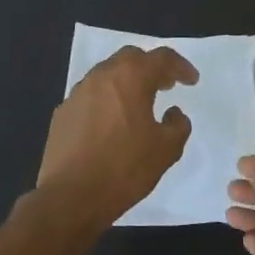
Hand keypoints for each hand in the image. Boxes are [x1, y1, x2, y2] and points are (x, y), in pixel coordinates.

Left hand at [38, 46, 197, 226]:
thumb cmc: (125, 168)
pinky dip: (107, 100)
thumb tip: (173, 113)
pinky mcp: (62, 113)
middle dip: (151, 67)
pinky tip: (112, 123)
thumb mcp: (167, 149)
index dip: (180, 66)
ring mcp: (77, 94)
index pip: (161, 58)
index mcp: (130, 78)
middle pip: (130, 58)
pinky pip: (91, 96)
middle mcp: (101, 77)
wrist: (71, 196)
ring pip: (107, 75)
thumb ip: (178, 124)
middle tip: (166, 85)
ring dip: (127, 82)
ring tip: (139, 103)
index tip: (191, 80)